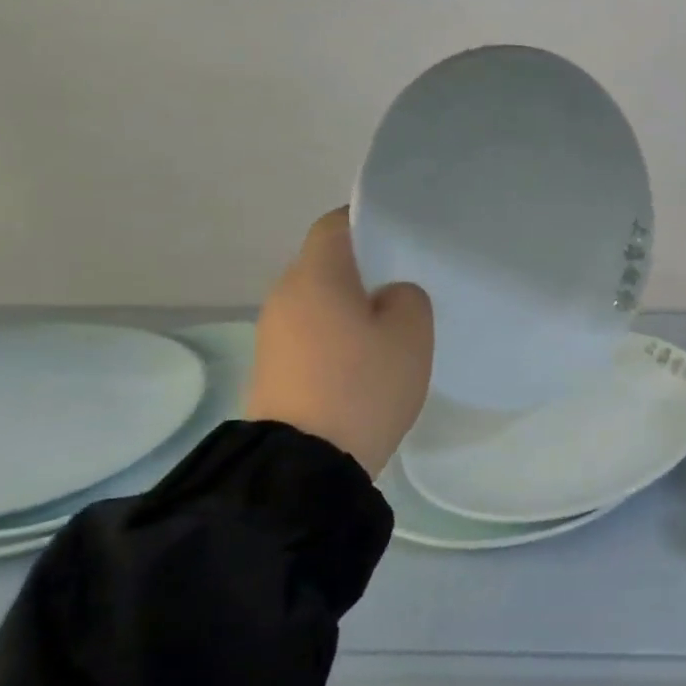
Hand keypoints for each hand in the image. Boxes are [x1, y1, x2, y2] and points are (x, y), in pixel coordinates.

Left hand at [247, 209, 433, 477]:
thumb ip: (409, 298)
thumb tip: (390, 297)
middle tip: (409, 286)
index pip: (336, 224)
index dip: (369, 222)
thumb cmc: (363, 385)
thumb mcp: (411, 334)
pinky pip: (312, 333)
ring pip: (320, 301)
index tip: (403, 238)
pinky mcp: (274, 367)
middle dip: (366, 269)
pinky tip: (365, 361)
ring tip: (392, 328)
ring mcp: (273, 333)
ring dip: (352, 306)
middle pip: (328, 264)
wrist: (305, 463)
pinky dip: (338, 336)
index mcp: (316, 276)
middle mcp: (285, 295)